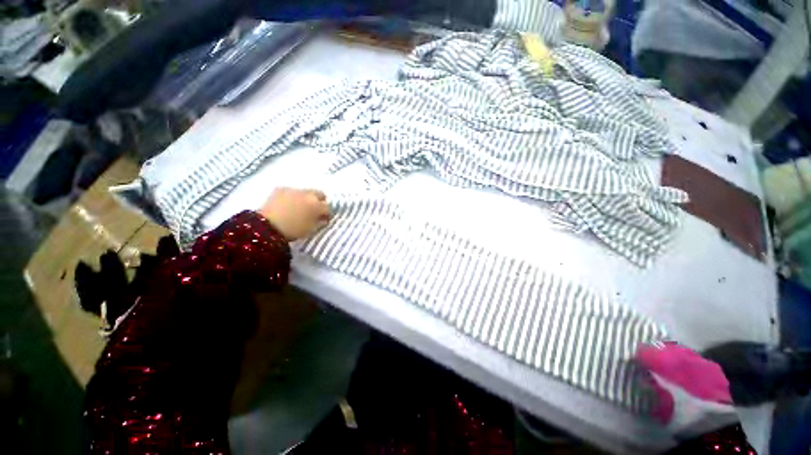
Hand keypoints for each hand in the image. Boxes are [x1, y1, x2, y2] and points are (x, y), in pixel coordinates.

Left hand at [259, 188, 330, 240]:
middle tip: (314, 210)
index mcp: (317, 205)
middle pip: (319, 194)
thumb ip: (320, 222)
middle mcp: (308, 194)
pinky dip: (292, 197)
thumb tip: (324, 218)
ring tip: (298, 207)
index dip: (327, 213)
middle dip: (319, 201)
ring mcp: (294, 190)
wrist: (267, 227)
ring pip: (305, 192)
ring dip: (305, 198)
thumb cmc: (293, 230)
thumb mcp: (311, 229)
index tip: (324, 218)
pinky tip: (287, 205)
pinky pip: (291, 191)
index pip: (328, 207)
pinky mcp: (281, 189)